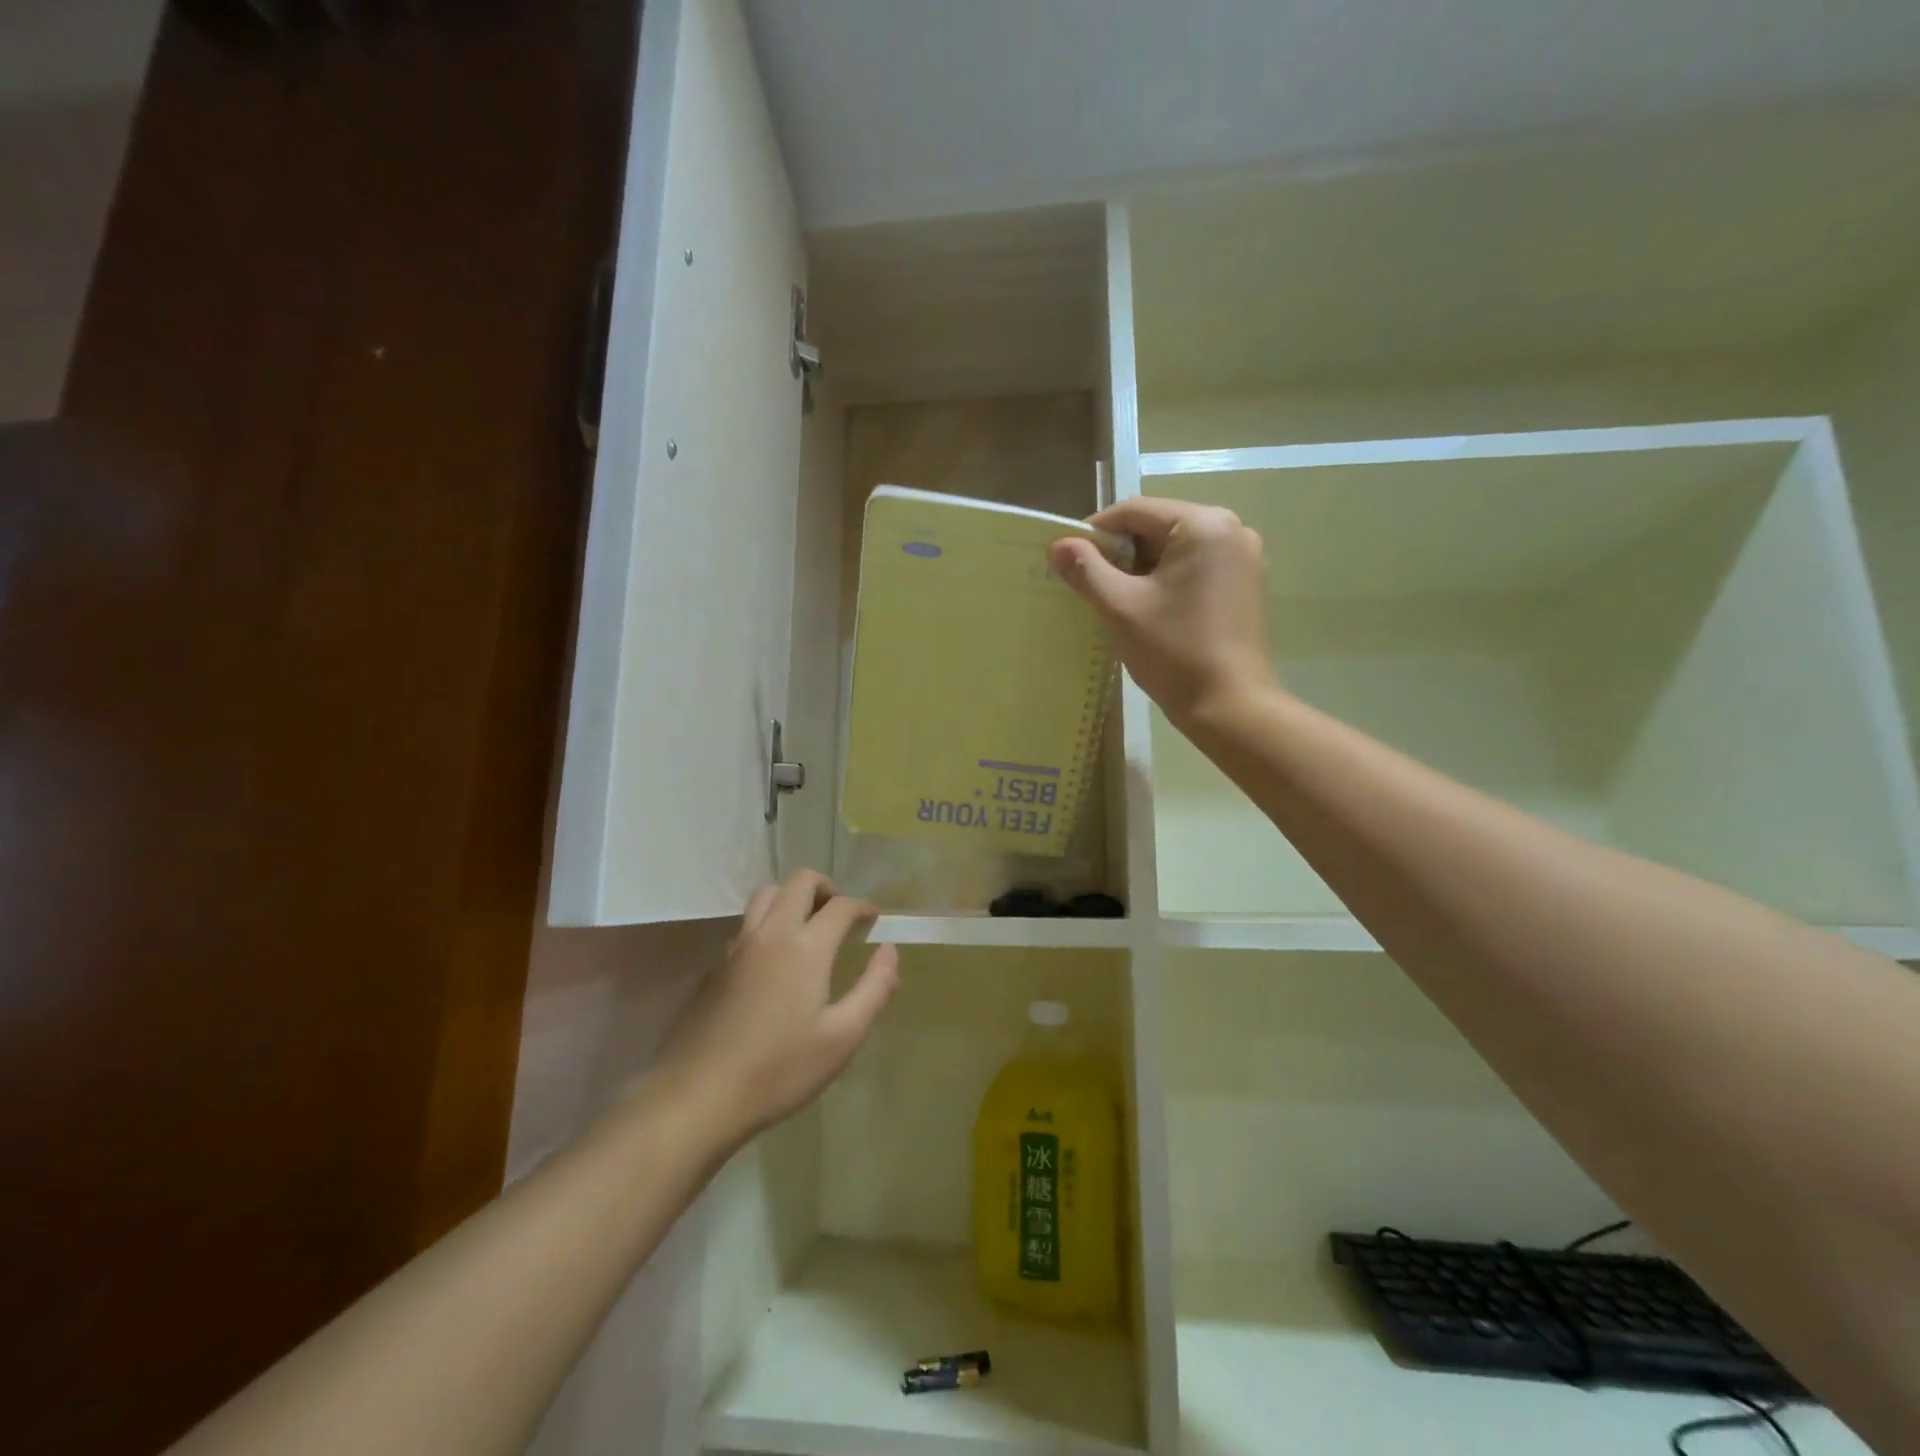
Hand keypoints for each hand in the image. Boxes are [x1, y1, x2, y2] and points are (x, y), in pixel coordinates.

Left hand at [654, 871, 898, 1149]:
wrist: (698, 1096)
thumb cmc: (780, 1070)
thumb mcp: (842, 1037)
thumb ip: (874, 989)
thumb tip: (889, 952)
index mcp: (805, 947)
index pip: (841, 906)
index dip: (863, 908)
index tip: (874, 921)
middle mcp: (771, 933)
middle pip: (799, 882)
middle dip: (826, 888)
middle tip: (841, 916)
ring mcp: (738, 947)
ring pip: (766, 895)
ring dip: (792, 898)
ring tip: (808, 928)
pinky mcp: (716, 966)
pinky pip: (746, 924)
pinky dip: (768, 923)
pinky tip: (775, 961)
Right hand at [1049, 497, 1278, 726]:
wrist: (1230, 706)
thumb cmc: (1174, 651)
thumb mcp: (1120, 607)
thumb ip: (1086, 570)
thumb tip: (1057, 545)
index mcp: (1204, 525)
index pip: (1135, 511)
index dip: (1095, 532)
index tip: (1068, 559)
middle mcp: (1232, 530)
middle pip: (1158, 527)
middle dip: (1120, 552)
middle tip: (1090, 584)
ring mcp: (1244, 559)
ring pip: (1176, 550)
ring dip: (1142, 568)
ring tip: (1116, 600)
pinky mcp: (1246, 586)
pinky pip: (1196, 569)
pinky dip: (1167, 581)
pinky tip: (1149, 611)